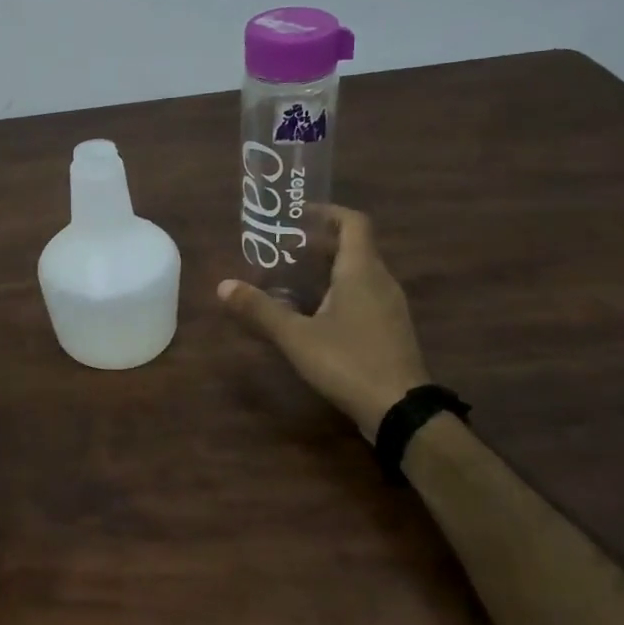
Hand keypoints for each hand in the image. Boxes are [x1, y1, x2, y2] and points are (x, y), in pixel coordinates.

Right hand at [218, 205, 429, 437]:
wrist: (400, 411)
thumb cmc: (348, 361)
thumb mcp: (296, 336)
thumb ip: (260, 309)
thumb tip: (223, 285)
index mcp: (361, 271)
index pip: (353, 223)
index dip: (327, 213)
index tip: (298, 215)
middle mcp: (381, 281)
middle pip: (354, 247)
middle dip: (318, 243)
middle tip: (283, 250)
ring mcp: (390, 306)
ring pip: (359, 272)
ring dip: (328, 268)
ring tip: (292, 279)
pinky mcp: (391, 329)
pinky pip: (364, 295)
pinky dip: (339, 291)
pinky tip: (315, 313)